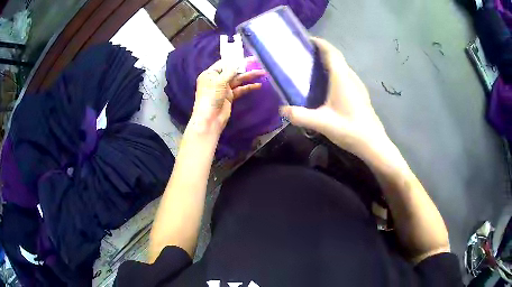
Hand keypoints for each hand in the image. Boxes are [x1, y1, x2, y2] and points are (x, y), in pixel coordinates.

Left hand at [190, 58, 265, 135]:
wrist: (210, 119)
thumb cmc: (211, 97)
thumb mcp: (219, 81)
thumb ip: (229, 71)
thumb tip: (236, 63)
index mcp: (210, 74)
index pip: (223, 63)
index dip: (234, 59)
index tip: (245, 55)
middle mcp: (216, 80)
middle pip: (232, 71)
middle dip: (244, 67)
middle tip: (257, 60)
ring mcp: (224, 88)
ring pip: (238, 80)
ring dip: (250, 76)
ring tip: (263, 72)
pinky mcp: (230, 97)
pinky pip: (241, 89)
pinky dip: (249, 87)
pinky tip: (258, 85)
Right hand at [280, 37, 389, 157]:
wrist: (373, 143)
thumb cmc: (350, 129)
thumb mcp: (322, 123)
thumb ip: (300, 116)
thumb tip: (282, 109)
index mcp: (342, 78)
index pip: (331, 52)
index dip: (320, 43)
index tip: (307, 40)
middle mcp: (350, 77)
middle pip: (336, 57)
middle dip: (321, 51)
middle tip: (304, 55)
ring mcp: (357, 85)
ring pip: (342, 66)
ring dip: (329, 62)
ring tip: (312, 67)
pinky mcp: (360, 93)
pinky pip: (345, 76)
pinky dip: (334, 72)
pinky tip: (327, 85)